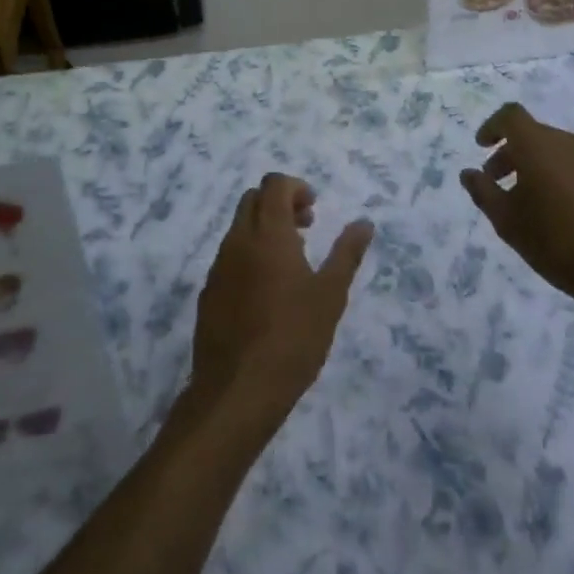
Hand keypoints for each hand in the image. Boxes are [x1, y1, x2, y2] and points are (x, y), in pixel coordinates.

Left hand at [189, 173, 373, 432]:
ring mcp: (218, 266)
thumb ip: (346, 253)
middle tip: (306, 229)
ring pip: (238, 228)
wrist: (238, 390)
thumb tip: (364, 222)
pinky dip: (249, 255)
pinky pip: (228, 257)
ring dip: (264, 229)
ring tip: (291, 264)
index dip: (295, 187)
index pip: (273, 184)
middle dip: (279, 203)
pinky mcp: (208, 291)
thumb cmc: (293, 338)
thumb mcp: (330, 295)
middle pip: (252, 199)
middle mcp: (237, 240)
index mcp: (268, 233)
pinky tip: (266, 293)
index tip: (314, 210)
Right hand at [460, 104, 573, 328]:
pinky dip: (564, 178)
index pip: (511, 116)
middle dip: (512, 153)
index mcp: (540, 145)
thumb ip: (483, 191)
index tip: (482, 147)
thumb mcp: (507, 221)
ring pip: (559, 151)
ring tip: (531, 200)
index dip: (492, 126)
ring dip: (539, 166)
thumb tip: (470, 173)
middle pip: (534, 135)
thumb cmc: (556, 243)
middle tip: (499, 181)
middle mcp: (571, 143)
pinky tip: (564, 211)